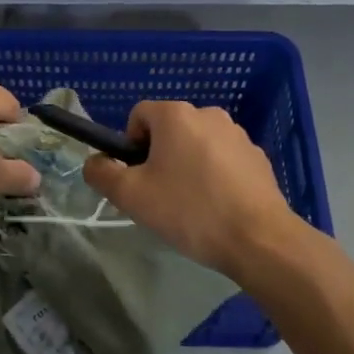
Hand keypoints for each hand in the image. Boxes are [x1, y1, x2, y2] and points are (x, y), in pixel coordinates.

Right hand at [82, 101, 300, 276]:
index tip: (138, 178)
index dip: (130, 145)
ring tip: (192, 206)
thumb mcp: (131, 196)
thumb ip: (102, 174)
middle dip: (159, 157)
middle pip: (169, 130)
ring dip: (188, 166)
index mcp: (176, 114)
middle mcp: (208, 113)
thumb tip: (94, 162)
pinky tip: (219, 208)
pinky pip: (223, 160)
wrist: (259, 239)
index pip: (138, 115)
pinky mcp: (258, 157)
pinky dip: (215, 176)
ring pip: (197, 145)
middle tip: (161, 196)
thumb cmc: (189, 210)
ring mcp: (237, 134)